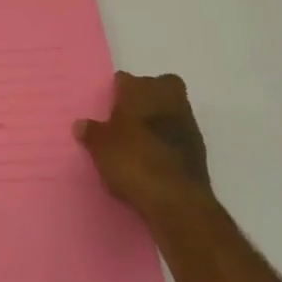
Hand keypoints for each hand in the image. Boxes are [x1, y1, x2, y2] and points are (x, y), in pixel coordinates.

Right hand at [74, 72, 212, 219]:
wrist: (178, 201)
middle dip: (146, 97)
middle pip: (158, 86)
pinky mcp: (199, 149)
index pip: (125, 79)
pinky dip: (167, 142)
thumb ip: (91, 132)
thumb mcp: (100, 147)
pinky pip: (178, 136)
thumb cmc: (133, 162)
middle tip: (127, 117)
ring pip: (171, 110)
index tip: (107, 108)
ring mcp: (187, 123)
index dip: (116, 92)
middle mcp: (167, 98)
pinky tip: (153, 159)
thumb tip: (82, 125)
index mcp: (140, 90)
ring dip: (158, 121)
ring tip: (138, 142)